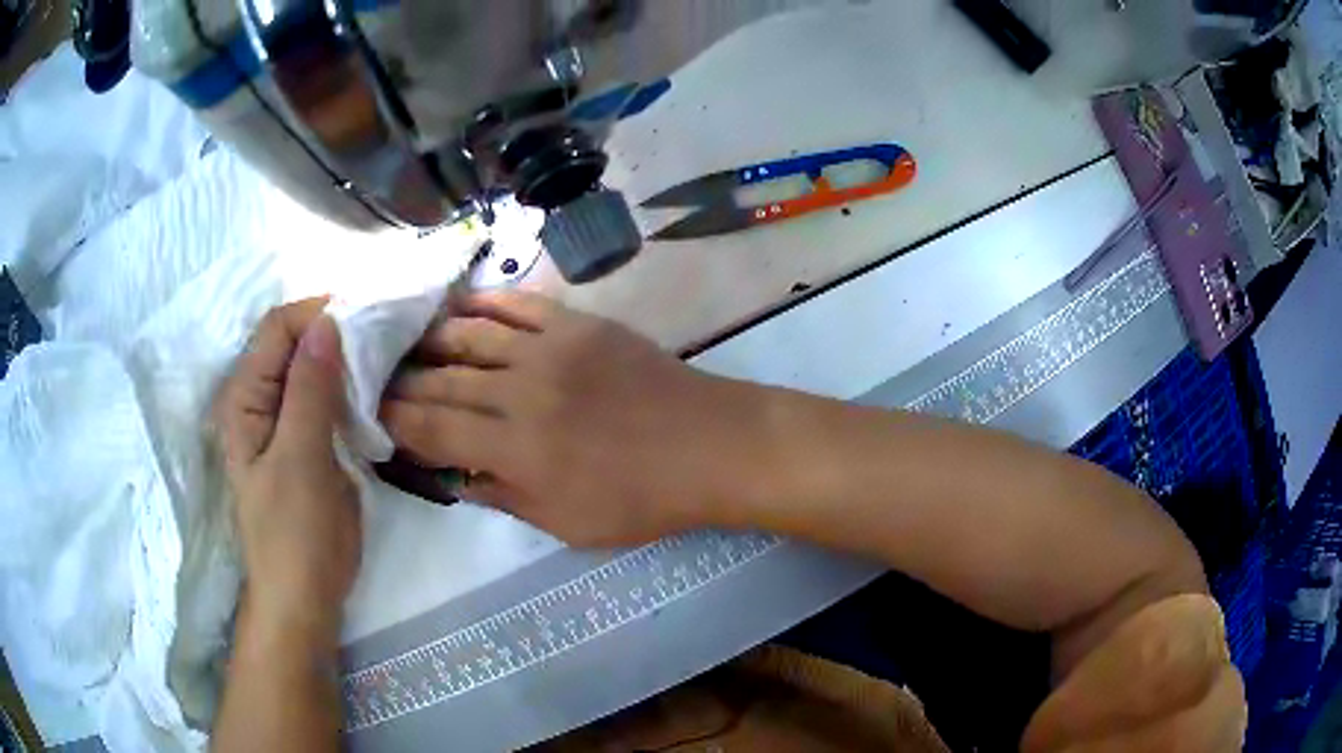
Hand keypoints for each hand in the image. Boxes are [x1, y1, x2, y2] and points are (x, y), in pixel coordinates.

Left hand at [214, 299, 360, 642]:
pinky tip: (374, 390)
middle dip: (335, 332)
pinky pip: (324, 397)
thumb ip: (310, 391)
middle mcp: (259, 399)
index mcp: (245, 397)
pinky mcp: (305, 440)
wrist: (304, 597)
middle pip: (294, 342)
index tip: (368, 318)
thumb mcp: (301, 460)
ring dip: (345, 358)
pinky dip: (348, 386)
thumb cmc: (295, 534)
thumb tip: (327, 323)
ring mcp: (282, 420)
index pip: (278, 328)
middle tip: (384, 337)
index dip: (318, 314)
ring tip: (386, 359)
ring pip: (312, 368)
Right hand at [380, 292, 759, 546]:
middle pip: (442, 379)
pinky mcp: (577, 324)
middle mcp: (521, 390)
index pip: (434, 428)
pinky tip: (456, 306)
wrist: (709, 446)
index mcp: (516, 448)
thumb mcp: (567, 524)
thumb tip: (457, 477)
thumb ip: (504, 497)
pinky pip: (516, 304)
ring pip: (469, 334)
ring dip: (430, 338)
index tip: (375, 416)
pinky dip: (481, 303)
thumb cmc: (641, 499)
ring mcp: (550, 349)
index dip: (397, 422)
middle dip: (403, 381)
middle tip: (379, 380)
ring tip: (406, 343)